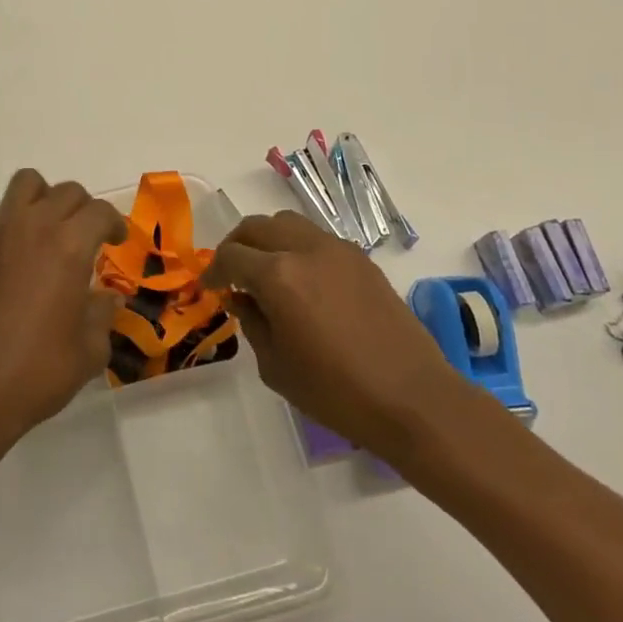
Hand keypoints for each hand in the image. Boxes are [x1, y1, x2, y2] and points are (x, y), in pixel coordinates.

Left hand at [0, 169, 127, 458]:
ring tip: (51, 232)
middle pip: (65, 192)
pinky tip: (15, 274)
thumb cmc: (37, 373)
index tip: (117, 241)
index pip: (99, 211)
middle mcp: (31, 228)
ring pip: (24, 186)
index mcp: (67, 245)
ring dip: (45, 199)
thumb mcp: (88, 352)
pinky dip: (14, 235)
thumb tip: (107, 299)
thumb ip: (102, 316)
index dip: (115, 223)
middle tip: (88, 238)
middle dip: (84, 209)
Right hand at [205, 211, 474, 457]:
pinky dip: (297, 246)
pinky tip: (301, 279)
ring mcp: (337, 250)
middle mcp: (305, 249)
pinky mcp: (361, 259)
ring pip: (288, 222)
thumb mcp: (276, 367)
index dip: (213, 270)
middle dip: (236, 244)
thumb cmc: (337, 392)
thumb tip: (241, 298)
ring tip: (265, 269)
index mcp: (278, 276)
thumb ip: (252, 323)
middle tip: (230, 272)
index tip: (209, 286)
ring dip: (268, 239)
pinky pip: (317, 237)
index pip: (231, 256)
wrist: (413, 399)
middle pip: (257, 227)